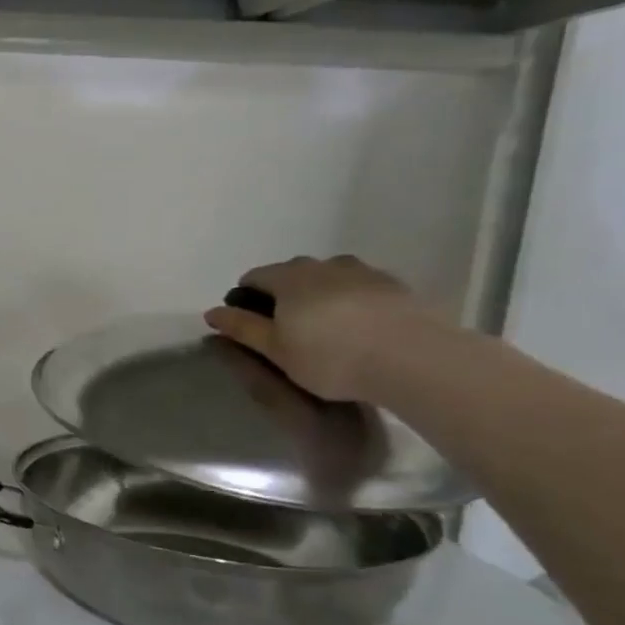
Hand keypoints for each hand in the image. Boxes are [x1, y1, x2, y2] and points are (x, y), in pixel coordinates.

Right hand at [203, 254, 433, 401]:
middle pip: (292, 271)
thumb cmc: (330, 357)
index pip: (255, 276)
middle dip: (281, 292)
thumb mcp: (275, 349)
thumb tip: (212, 312)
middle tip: (284, 327)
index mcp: (289, 278)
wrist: (413, 358)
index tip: (248, 322)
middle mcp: (324, 265)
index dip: (245, 296)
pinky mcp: (395, 286)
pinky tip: (357, 325)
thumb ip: (242, 328)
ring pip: (329, 275)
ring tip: (323, 324)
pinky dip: (350, 299)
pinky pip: (360, 286)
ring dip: (318, 292)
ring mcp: (363, 272)